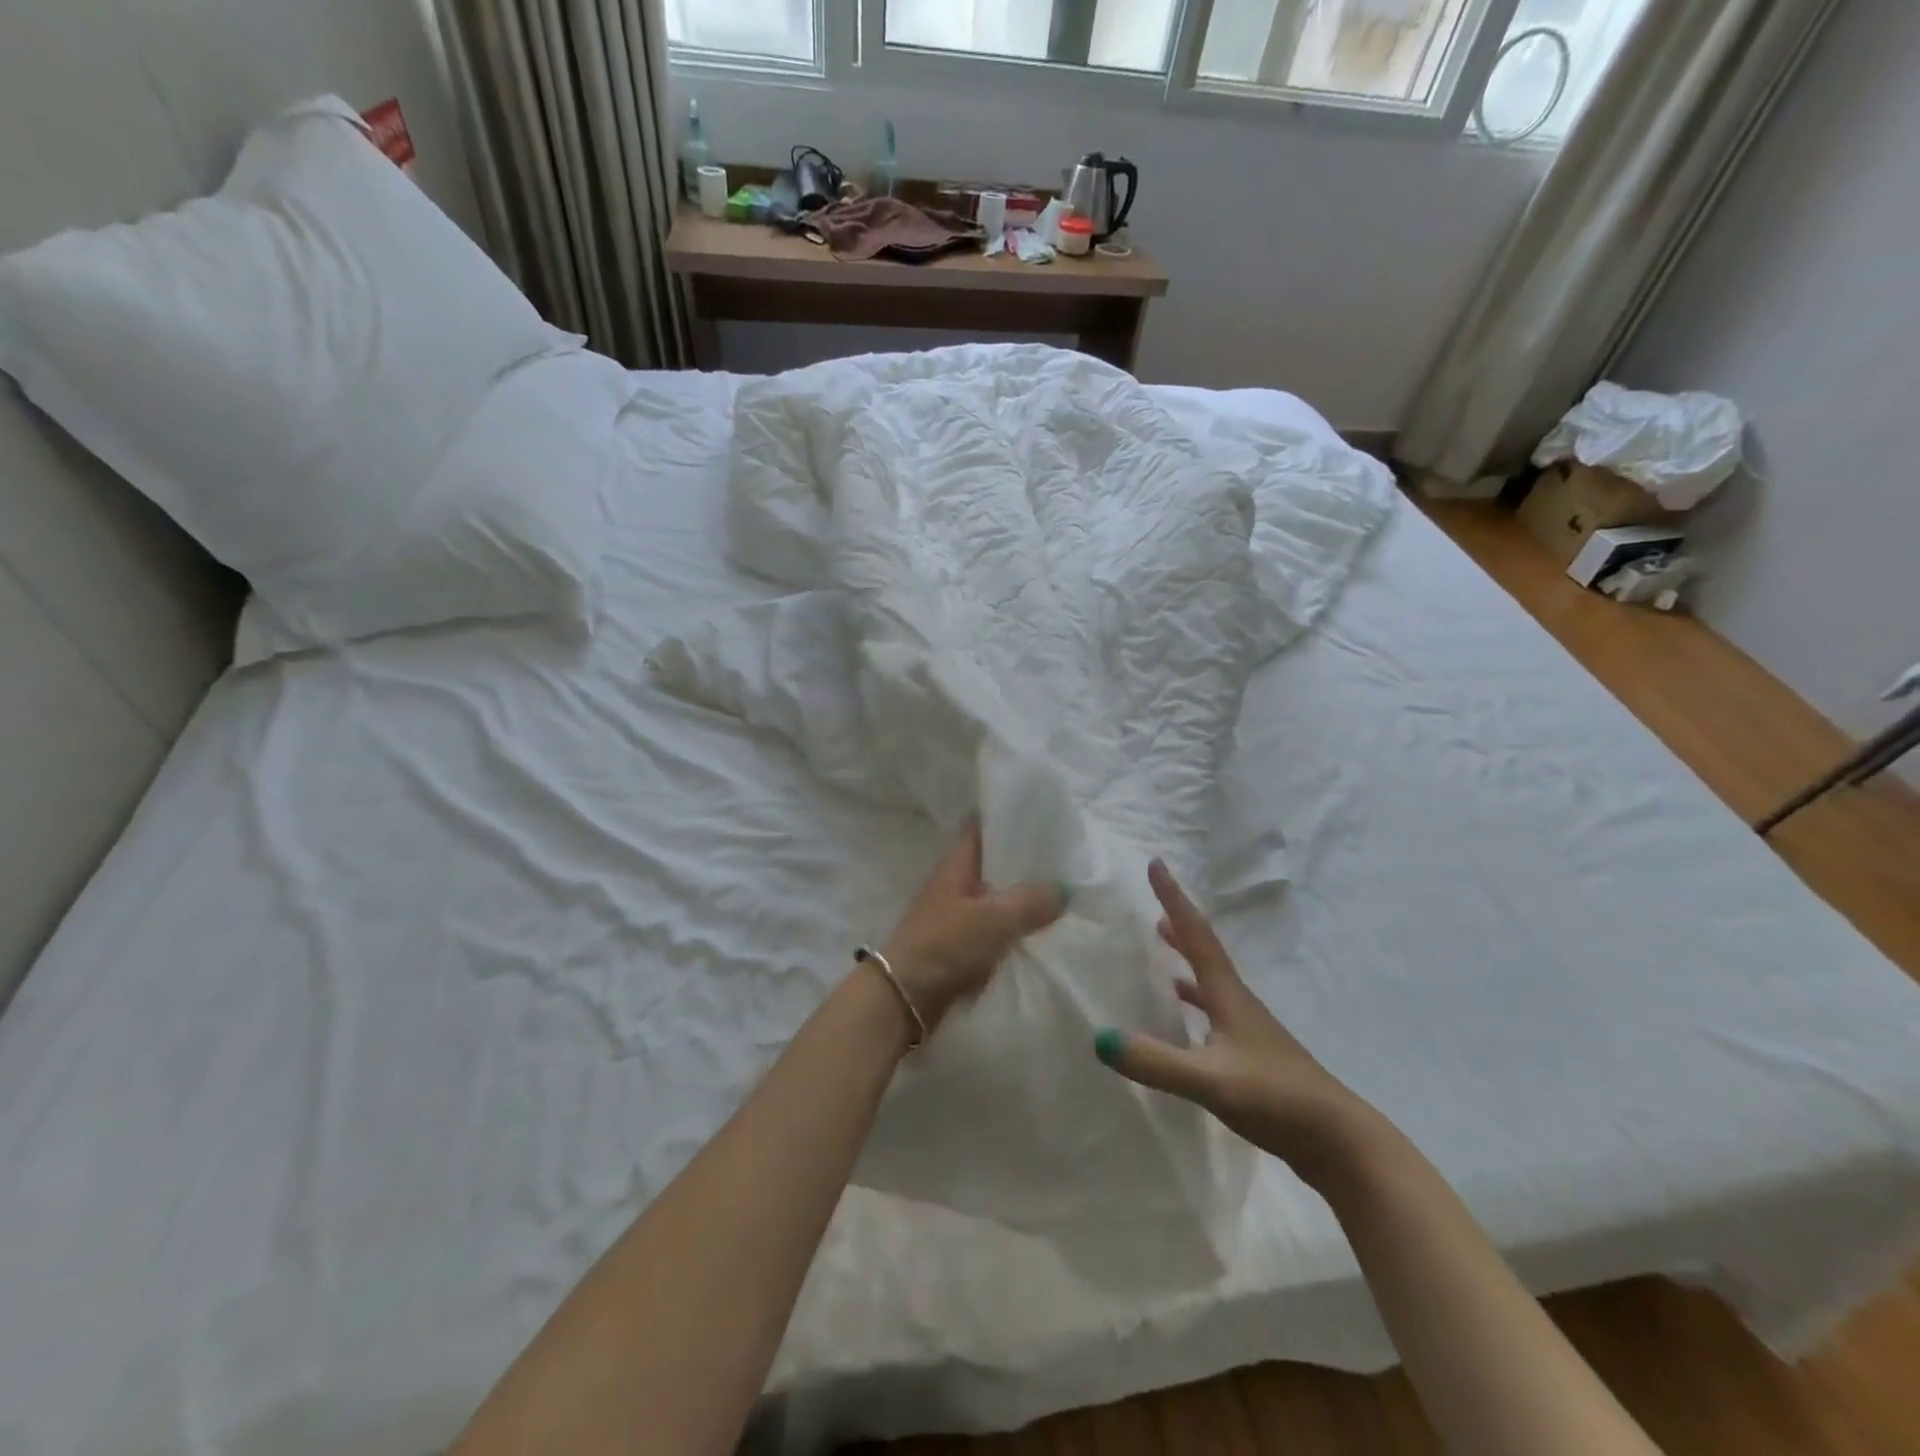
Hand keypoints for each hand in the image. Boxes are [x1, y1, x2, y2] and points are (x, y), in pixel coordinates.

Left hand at [880, 820, 1067, 1032]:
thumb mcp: (994, 919)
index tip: (1042, 814)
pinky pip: (996, 927)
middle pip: (994, 863)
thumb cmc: (945, 945)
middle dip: (1026, 861)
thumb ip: (1031, 901)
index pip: (982, 827)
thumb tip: (1064, 890)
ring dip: (1024, 896)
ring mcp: (958, 914)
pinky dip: (1016, 926)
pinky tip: (1044, 929)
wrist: (905, 998)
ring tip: (1065, 891)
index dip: (1008, 817)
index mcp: (957, 863)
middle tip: (1067, 856)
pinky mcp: (961, 944)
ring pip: (998, 896)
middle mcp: (956, 883)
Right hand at [1093, 859, 1374, 1188]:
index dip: (1174, 899)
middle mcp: (1239, 1005)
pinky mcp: (1254, 1059)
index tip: (1156, 864)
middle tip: (1154, 913)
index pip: (1197, 935)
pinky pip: (1215, 1016)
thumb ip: (1156, 1062)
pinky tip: (1186, 1024)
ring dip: (1187, 965)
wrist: (1340, 1144)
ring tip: (1163, 957)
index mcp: (1229, 996)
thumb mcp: (1211, 1080)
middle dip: (1180, 929)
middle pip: (1205, 954)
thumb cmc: (1276, 1098)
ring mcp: (1250, 1033)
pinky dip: (1195, 1006)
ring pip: (1211, 985)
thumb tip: (1100, 1038)